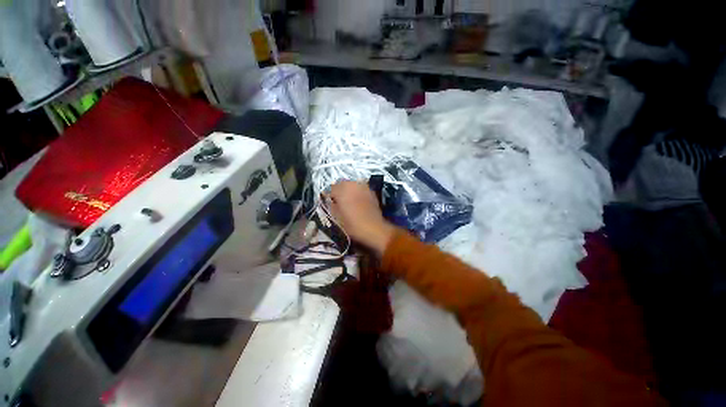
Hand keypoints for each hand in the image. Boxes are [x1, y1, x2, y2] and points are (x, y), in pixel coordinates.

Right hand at [328, 181, 395, 256]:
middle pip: (342, 183)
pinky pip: (360, 188)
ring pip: (352, 184)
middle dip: (339, 190)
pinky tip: (358, 201)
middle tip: (338, 201)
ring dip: (348, 190)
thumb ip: (331, 205)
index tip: (329, 203)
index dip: (329, 196)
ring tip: (349, 200)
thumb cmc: (353, 224)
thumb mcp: (337, 217)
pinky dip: (357, 192)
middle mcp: (353, 185)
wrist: (374, 228)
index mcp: (342, 190)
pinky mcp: (371, 191)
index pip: (331, 188)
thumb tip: (330, 201)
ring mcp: (363, 186)